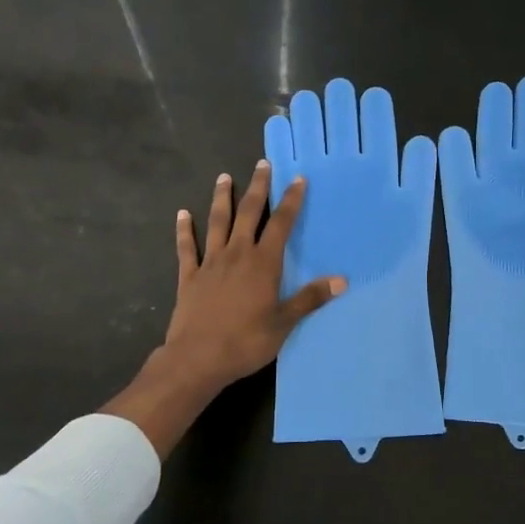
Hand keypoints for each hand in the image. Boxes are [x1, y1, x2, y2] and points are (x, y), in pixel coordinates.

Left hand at [103, 162, 344, 455]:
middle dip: (258, 188)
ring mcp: (210, 263)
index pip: (281, 224)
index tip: (297, 179)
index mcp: (263, 263)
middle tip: (262, 164)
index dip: (291, 200)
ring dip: (222, 198)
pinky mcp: (189, 276)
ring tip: (224, 178)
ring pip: (217, 222)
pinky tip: (182, 214)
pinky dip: (185, 230)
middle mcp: (237, 254)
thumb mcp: (284, 323)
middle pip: (249, 213)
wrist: (197, 359)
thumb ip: (310, 299)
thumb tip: (342, 280)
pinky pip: (187, 247)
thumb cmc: (245, 342)